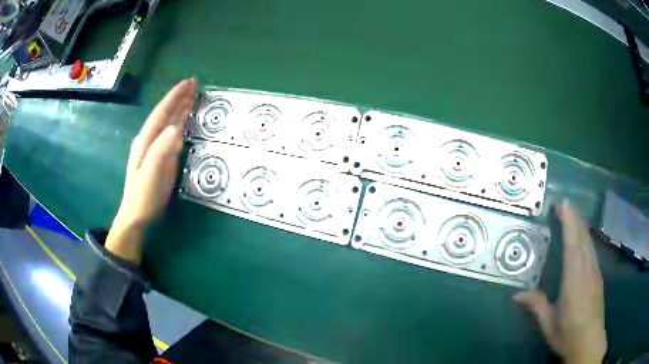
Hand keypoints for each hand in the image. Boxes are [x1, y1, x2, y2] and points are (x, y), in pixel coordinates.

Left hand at [105, 78, 196, 262]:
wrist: (137, 216)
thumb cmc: (143, 196)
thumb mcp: (151, 174)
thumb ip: (161, 150)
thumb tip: (175, 127)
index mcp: (146, 140)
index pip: (161, 112)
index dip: (174, 97)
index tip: (189, 82)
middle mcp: (150, 140)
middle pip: (166, 114)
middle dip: (179, 97)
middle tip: (194, 83)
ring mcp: (155, 149)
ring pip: (169, 123)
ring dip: (181, 108)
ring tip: (192, 95)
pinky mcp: (161, 158)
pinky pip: (172, 135)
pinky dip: (180, 123)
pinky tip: (185, 121)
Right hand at [514, 201, 606, 363]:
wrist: (589, 343)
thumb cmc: (568, 335)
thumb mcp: (548, 324)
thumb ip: (536, 305)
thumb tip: (516, 294)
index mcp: (574, 281)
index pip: (572, 245)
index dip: (569, 223)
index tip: (562, 205)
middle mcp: (587, 271)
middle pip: (583, 238)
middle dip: (574, 218)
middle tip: (564, 204)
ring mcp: (595, 272)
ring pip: (589, 242)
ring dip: (581, 226)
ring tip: (573, 215)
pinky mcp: (598, 277)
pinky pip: (592, 251)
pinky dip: (586, 238)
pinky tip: (584, 237)